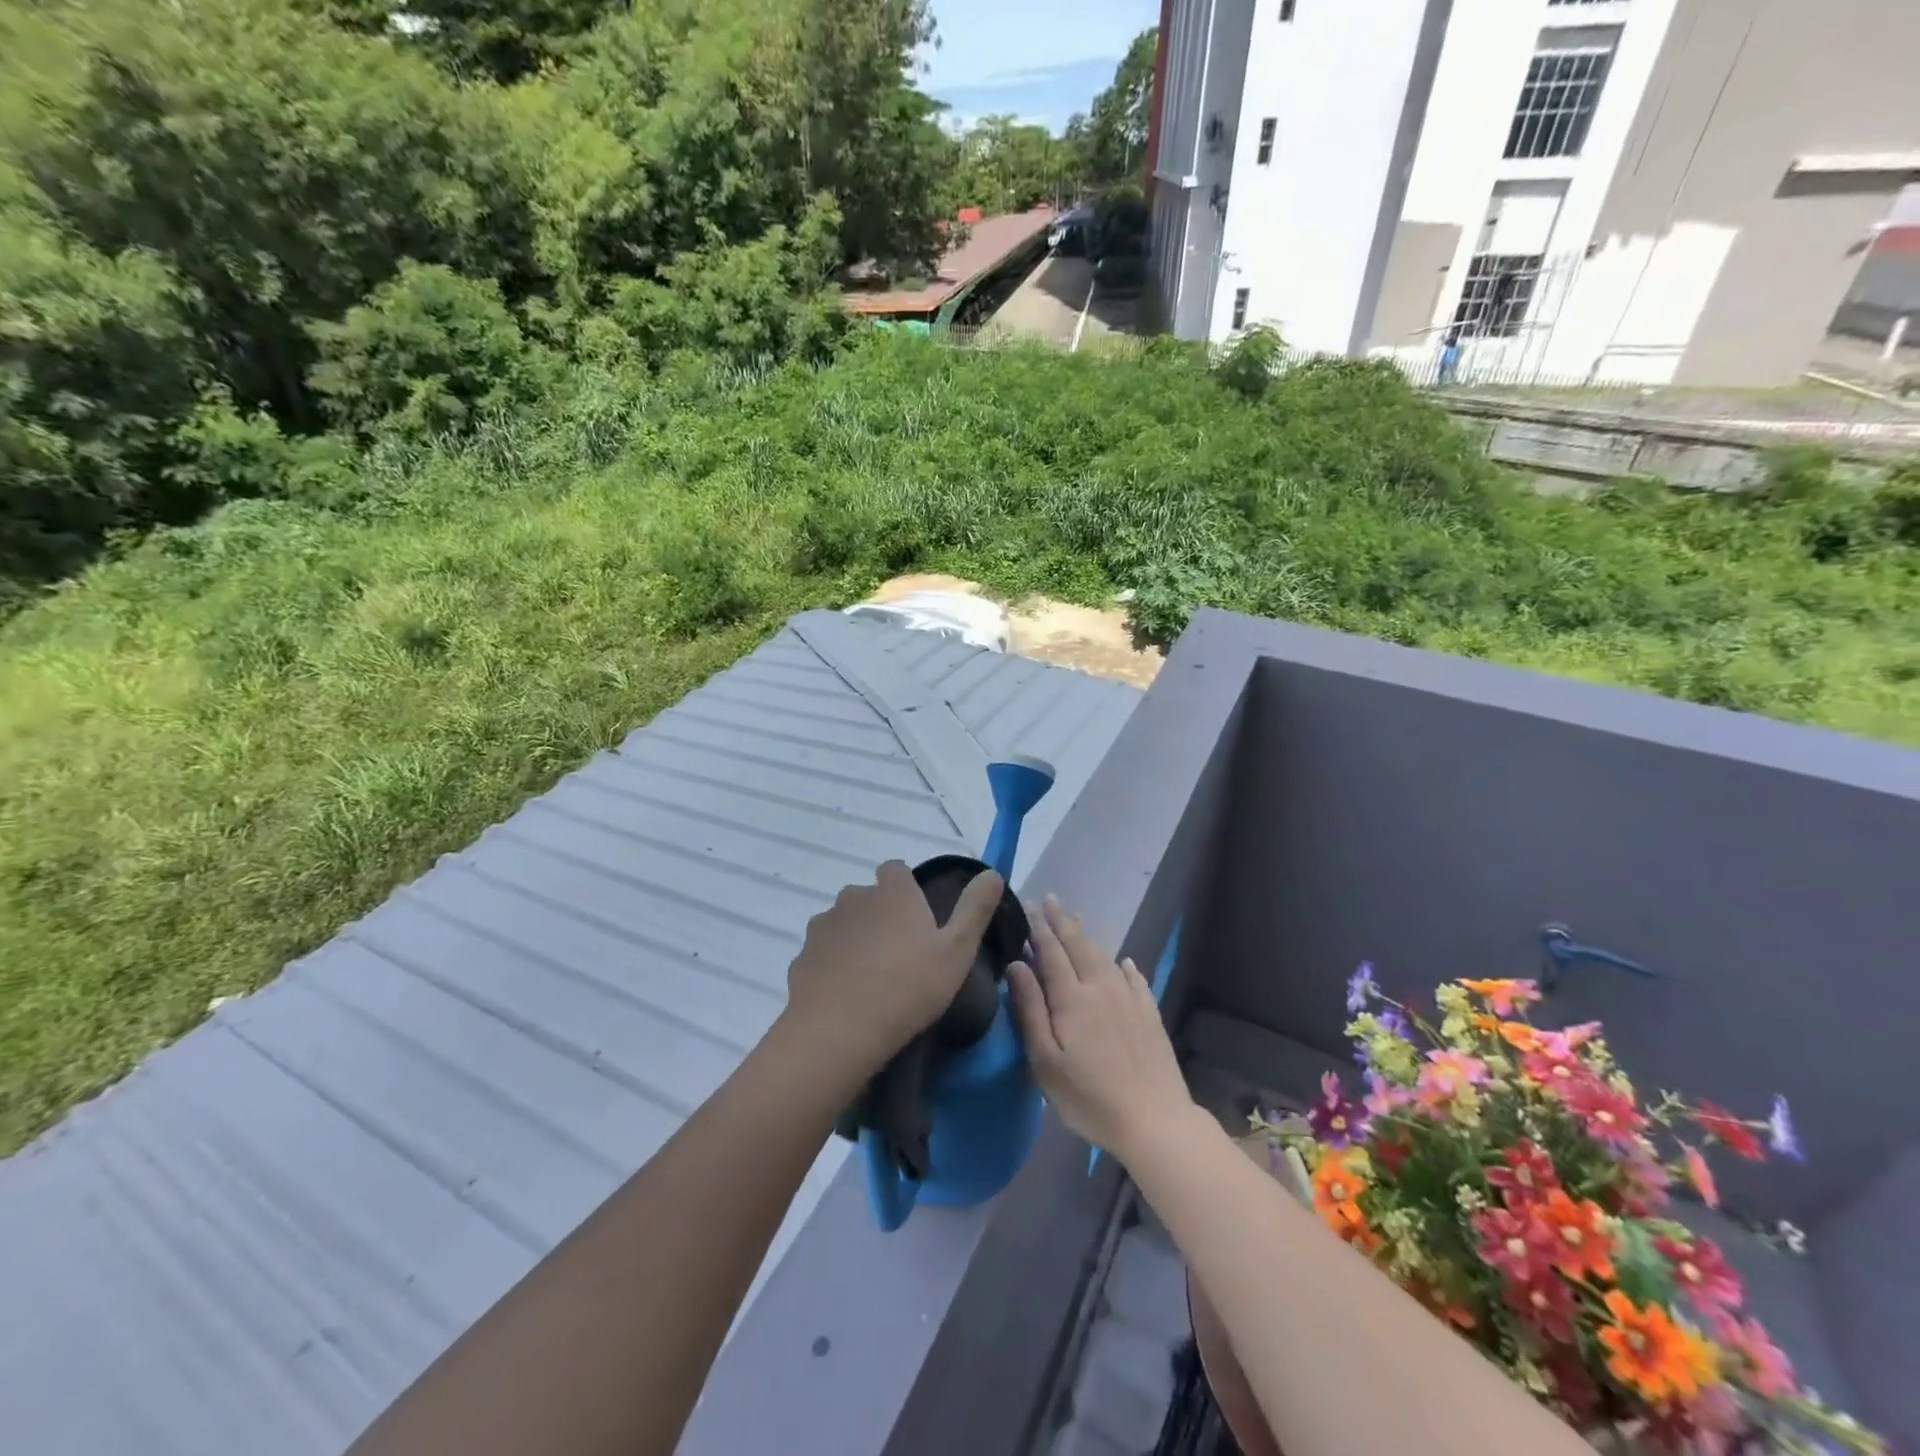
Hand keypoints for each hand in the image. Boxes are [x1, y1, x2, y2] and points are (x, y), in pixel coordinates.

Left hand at [783, 860, 1004, 1076]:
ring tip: (872, 979)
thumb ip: (975, 908)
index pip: (896, 870)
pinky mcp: (801, 956)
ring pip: (844, 924)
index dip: (907, 890)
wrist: (837, 1031)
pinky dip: (833, 965)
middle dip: (881, 916)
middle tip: (900, 955)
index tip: (920, 922)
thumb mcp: (958, 950)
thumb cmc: (908, 987)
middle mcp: (854, 897)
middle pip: (869, 897)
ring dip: (856, 940)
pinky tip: (846, 996)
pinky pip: (823, 953)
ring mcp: (823, 925)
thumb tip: (992, 873)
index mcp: (892, 891)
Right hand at [1007, 897, 1196, 1163]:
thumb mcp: (1045, 1061)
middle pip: (1078, 946)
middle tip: (1050, 900)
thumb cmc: (1089, 1097)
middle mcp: (1101, 988)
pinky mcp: (1149, 1015)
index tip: (1028, 906)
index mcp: (1072, 998)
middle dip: (1062, 922)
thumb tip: (1016, 965)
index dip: (1038, 929)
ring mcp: (1129, 1000)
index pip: (1051, 953)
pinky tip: (1124, 961)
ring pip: (1105, 957)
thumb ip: (1030, 1009)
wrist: (1154, 1120)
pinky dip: (1125, 966)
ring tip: (1077, 920)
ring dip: (1088, 936)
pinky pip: (1136, 979)